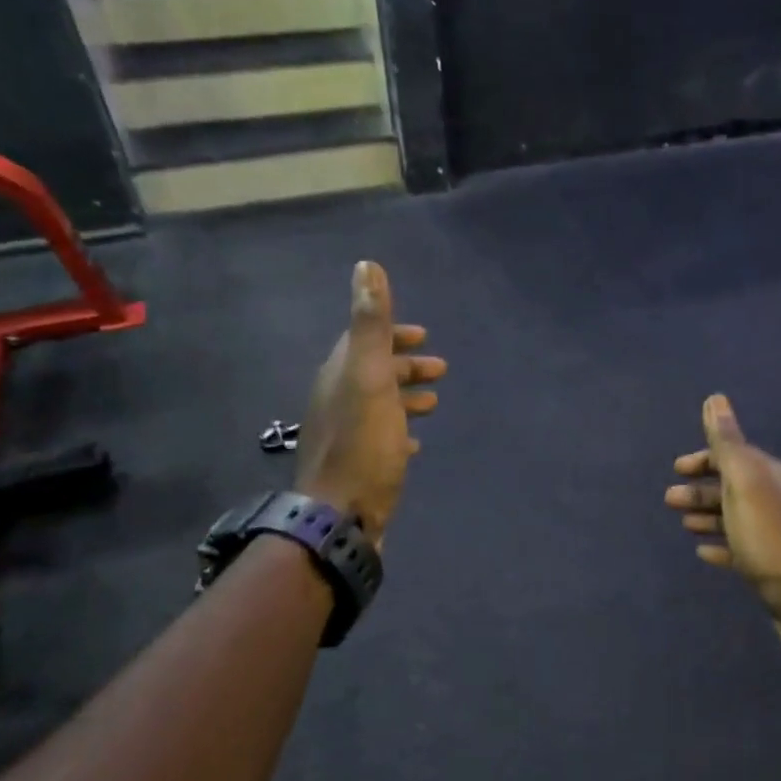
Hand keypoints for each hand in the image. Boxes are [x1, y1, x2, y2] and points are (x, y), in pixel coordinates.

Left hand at [293, 262, 444, 543]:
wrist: (341, 515)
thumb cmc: (363, 444)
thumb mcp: (370, 378)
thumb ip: (370, 325)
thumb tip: (365, 265)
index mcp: (340, 375)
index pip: (363, 340)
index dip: (393, 333)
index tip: (423, 335)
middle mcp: (337, 400)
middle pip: (373, 372)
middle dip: (406, 366)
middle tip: (442, 369)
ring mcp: (346, 435)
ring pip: (379, 405)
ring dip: (406, 397)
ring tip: (435, 404)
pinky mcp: (357, 465)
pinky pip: (381, 438)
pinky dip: (400, 430)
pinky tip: (416, 443)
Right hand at [664, 394, 780, 654]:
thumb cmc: (768, 535)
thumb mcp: (743, 482)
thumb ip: (727, 442)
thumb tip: (715, 398)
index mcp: (773, 475)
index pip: (736, 455)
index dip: (704, 459)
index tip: (677, 469)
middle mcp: (780, 499)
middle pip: (734, 487)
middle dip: (701, 489)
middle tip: (670, 499)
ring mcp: (779, 534)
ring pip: (737, 517)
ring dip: (708, 515)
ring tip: (683, 524)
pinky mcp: (776, 566)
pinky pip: (743, 548)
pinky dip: (722, 545)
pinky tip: (704, 552)